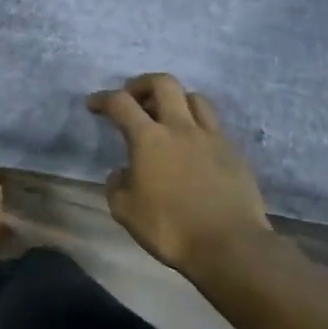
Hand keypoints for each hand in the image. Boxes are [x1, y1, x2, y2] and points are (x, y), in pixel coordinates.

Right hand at [88, 73, 270, 273]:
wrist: (229, 245)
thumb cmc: (171, 228)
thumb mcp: (126, 212)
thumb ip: (117, 186)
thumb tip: (122, 172)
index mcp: (149, 139)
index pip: (121, 103)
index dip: (103, 98)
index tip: (94, 104)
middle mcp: (181, 127)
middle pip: (163, 83)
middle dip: (143, 84)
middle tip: (133, 99)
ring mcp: (212, 137)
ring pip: (195, 97)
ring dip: (176, 99)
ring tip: (168, 117)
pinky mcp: (234, 151)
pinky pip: (214, 124)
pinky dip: (198, 124)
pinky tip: (193, 144)